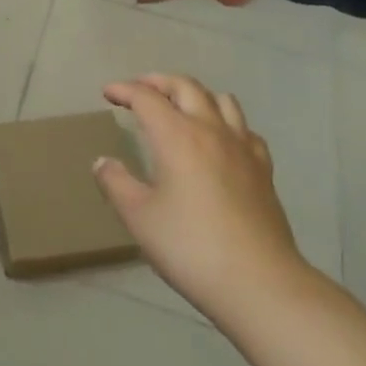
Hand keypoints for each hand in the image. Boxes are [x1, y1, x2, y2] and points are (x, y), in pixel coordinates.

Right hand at [93, 75, 316, 328]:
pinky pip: (245, 129)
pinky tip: (221, 140)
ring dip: (195, 95)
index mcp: (176, 135)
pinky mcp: (263, 168)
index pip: (146, 97)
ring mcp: (242, 147)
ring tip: (181, 106)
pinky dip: (227, 123)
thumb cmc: (191, 247)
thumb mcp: (139, 218)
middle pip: (185, 86)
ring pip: (221, 99)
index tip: (108, 93)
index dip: (124, 90)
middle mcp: (210, 129)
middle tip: (140, 90)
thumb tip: (102, 162)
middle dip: (158, 81)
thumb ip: (116, 184)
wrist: (259, 283)